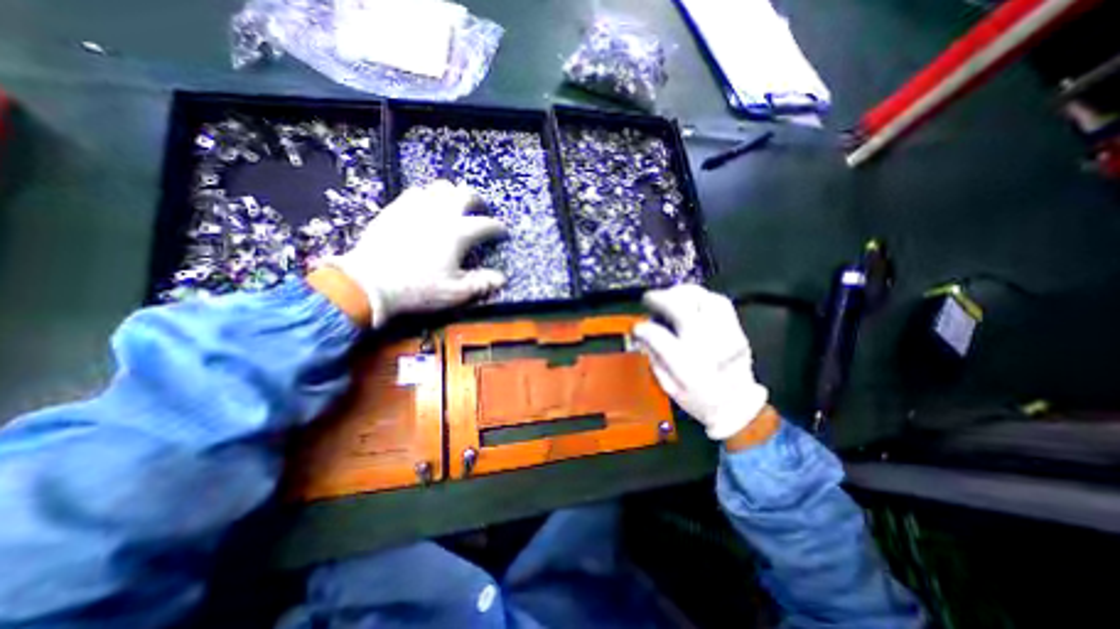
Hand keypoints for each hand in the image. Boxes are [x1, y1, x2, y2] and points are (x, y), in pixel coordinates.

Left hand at [327, 179, 510, 325]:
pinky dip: (428, 197)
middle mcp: (439, 214)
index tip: (502, 232)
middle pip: (464, 194)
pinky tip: (426, 208)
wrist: (369, 284)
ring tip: (455, 206)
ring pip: (439, 187)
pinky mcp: (395, 209)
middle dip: (478, 200)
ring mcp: (415, 208)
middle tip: (480, 210)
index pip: (486, 224)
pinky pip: (416, 192)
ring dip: (453, 194)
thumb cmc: (417, 289)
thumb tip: (501, 279)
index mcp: (457, 233)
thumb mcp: (455, 292)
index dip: (498, 228)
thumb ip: (481, 283)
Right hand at [628, 285, 771, 440]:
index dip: (643, 328)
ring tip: (670, 295)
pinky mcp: (736, 329)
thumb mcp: (669, 386)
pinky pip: (720, 302)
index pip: (658, 336)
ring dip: (682, 293)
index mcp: (686, 365)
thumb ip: (654, 358)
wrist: (737, 406)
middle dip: (661, 299)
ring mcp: (725, 334)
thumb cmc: (700, 399)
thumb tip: (643, 335)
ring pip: (703, 299)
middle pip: (682, 308)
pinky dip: (702, 296)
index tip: (637, 327)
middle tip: (651, 299)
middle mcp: (706, 345)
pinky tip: (691, 300)